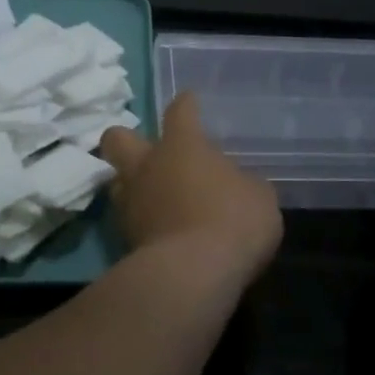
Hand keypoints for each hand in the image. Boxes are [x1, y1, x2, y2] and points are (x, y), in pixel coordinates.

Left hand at [100, 93, 282, 283]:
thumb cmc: (232, 220)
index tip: (189, 100)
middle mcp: (148, 165)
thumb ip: (241, 183)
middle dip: (128, 140)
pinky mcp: (124, 239)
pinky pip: (128, 220)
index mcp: (182, 145)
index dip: (186, 104)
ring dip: (131, 185)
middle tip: (149, 152)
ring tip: (153, 195)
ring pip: (116, 181)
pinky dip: (142, 222)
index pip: (180, 111)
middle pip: (118, 138)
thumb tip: (234, 186)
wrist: (193, 274)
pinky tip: (160, 230)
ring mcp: (131, 202)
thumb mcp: (258, 196)